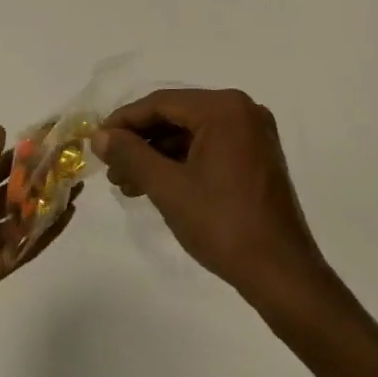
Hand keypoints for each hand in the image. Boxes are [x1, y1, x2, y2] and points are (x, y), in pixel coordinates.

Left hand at [0, 126, 74, 336]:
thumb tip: (2, 132)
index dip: (20, 155)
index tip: (49, 141)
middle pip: (12, 192)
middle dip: (39, 177)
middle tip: (71, 161)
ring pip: (23, 217)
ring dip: (48, 202)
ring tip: (78, 184)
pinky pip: (26, 245)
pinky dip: (47, 231)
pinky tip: (68, 213)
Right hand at [94, 89, 330, 308]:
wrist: (281, 273)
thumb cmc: (223, 225)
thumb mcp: (169, 188)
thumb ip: (131, 155)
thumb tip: (99, 135)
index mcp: (225, 109)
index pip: (161, 103)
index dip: (124, 121)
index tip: (96, 141)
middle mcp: (242, 111)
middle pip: (176, 115)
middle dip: (140, 141)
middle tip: (110, 167)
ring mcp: (253, 135)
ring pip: (191, 134)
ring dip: (157, 155)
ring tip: (127, 183)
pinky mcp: (256, 158)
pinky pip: (209, 148)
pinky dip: (181, 163)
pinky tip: (155, 185)